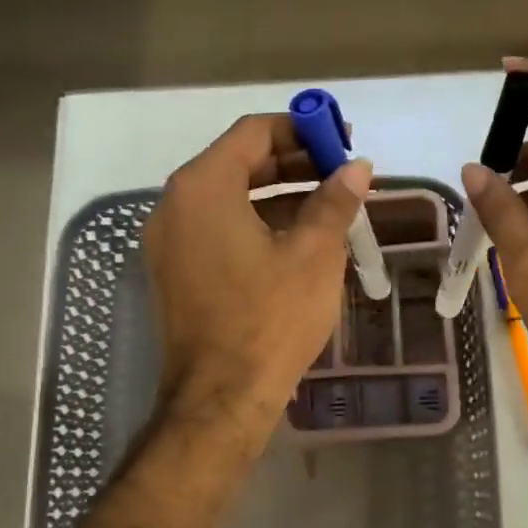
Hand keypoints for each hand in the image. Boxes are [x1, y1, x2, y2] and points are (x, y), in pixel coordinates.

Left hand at [144, 115, 370, 444]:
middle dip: (295, 162)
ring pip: (231, 198)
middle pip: (240, 163)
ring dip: (280, 195)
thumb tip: (357, 167)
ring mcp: (170, 241)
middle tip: (343, 172)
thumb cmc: (271, 319)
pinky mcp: (177, 272)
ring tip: (331, 204)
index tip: (342, 140)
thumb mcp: (314, 255)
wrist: (221, 398)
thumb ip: (334, 201)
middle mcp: (175, 205)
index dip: (302, 129)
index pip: (254, 133)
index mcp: (203, 188)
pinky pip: (220, 229)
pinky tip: (300, 238)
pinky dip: (259, 224)